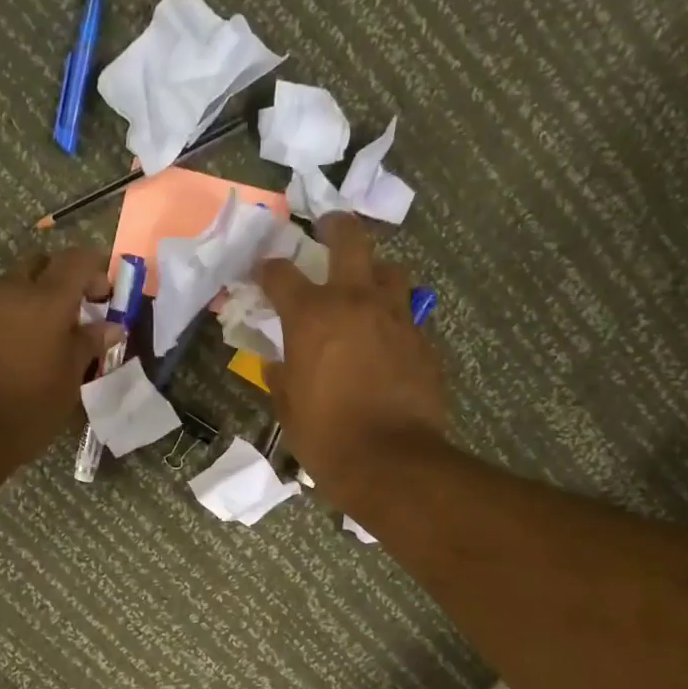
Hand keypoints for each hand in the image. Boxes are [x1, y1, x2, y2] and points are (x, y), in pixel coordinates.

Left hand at [0, 248, 121, 469]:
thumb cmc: (29, 407)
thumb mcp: (70, 379)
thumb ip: (89, 344)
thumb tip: (110, 326)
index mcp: (45, 299)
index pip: (77, 259)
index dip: (97, 269)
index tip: (108, 294)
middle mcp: (11, 291)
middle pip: (41, 264)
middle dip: (63, 279)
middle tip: (79, 311)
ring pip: (16, 286)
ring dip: (36, 299)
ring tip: (51, 337)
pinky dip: (14, 317)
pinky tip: (22, 351)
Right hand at [258, 214, 447, 506]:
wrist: (391, 462)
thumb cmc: (326, 437)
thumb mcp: (288, 409)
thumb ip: (280, 377)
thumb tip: (276, 362)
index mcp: (312, 317)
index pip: (281, 274)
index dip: (268, 269)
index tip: (263, 272)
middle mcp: (356, 302)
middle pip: (351, 240)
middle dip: (336, 227)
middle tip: (328, 228)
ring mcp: (397, 317)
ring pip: (390, 270)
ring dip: (374, 271)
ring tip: (366, 286)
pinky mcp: (424, 340)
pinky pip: (408, 313)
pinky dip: (394, 315)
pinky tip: (387, 336)